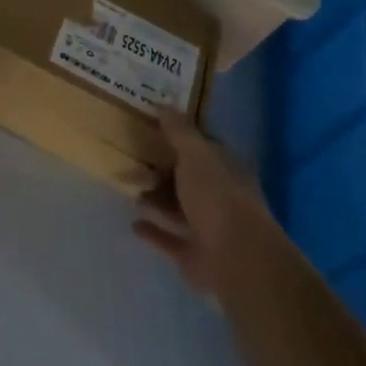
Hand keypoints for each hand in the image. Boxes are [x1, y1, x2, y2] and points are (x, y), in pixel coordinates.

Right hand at [133, 109, 272, 297]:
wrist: (237, 260)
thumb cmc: (218, 197)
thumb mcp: (196, 155)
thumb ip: (179, 132)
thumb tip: (164, 105)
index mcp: (226, 169)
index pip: (202, 148)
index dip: (180, 136)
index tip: (152, 126)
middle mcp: (220, 197)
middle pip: (187, 178)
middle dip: (162, 169)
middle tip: (131, 157)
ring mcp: (209, 228)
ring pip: (178, 208)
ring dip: (156, 199)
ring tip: (128, 187)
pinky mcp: (195, 255)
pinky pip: (169, 239)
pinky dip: (153, 231)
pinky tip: (133, 223)